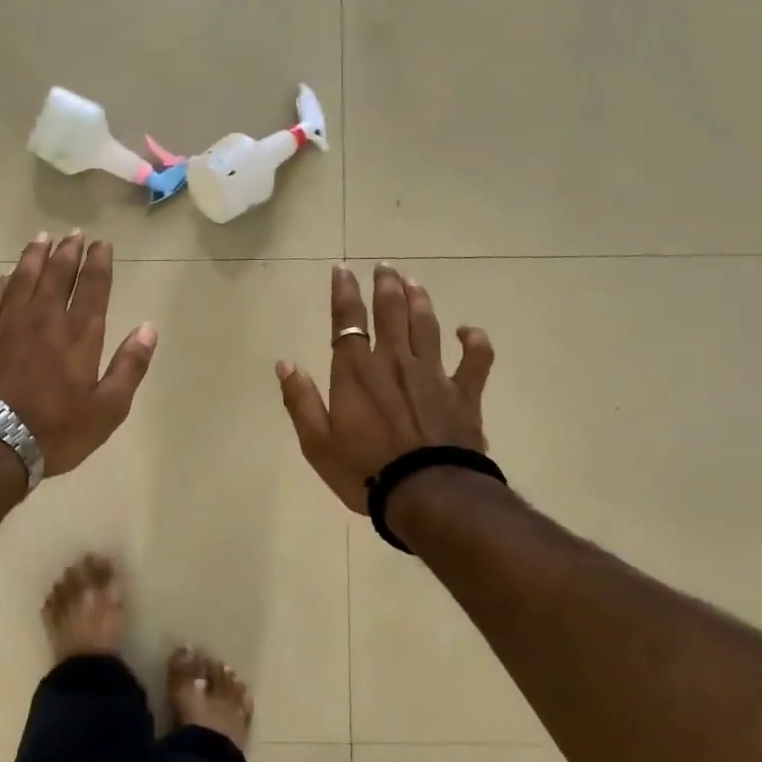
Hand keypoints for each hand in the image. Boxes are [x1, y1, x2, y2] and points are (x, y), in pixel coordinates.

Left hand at [0, 230, 157, 478]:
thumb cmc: (56, 430)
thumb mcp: (108, 409)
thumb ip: (129, 366)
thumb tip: (148, 328)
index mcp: (79, 335)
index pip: (93, 288)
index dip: (99, 263)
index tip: (102, 244)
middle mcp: (45, 319)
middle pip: (57, 275)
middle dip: (68, 252)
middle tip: (74, 234)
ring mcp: (8, 324)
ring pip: (23, 278)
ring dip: (34, 257)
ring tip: (42, 239)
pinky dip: (0, 284)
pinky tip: (4, 278)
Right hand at [275, 264, 493, 512]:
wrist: (427, 494)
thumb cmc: (364, 471)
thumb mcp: (317, 443)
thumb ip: (300, 400)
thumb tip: (286, 363)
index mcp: (356, 373)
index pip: (347, 321)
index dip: (344, 293)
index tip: (342, 269)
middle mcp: (394, 362)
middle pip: (391, 312)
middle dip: (386, 286)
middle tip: (384, 267)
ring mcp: (433, 375)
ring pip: (427, 326)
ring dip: (420, 300)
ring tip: (414, 281)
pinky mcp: (464, 393)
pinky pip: (475, 359)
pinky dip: (474, 341)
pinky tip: (467, 330)